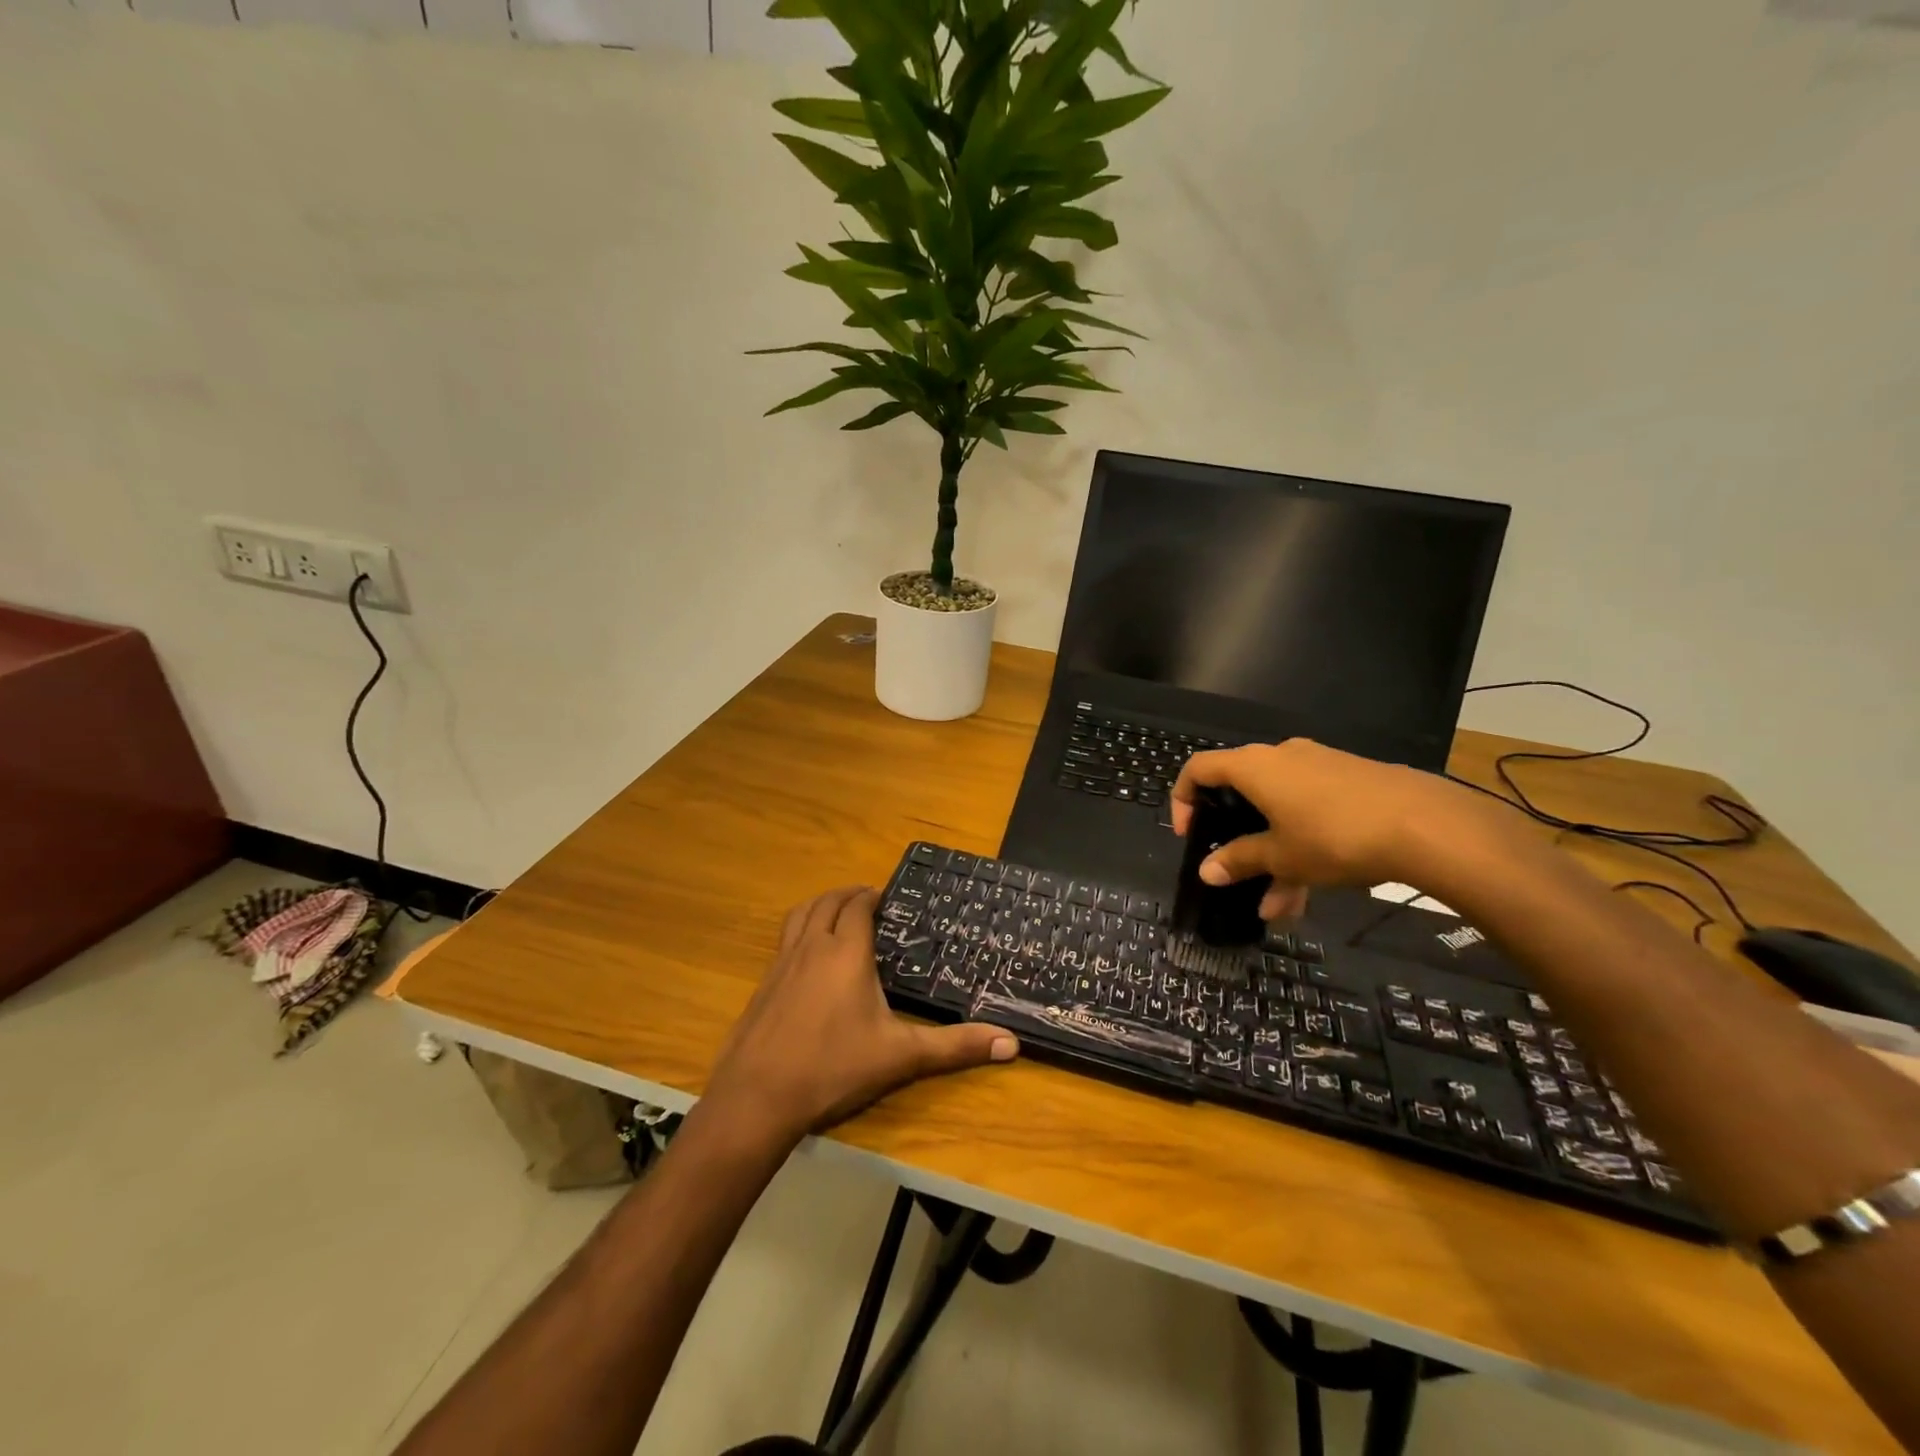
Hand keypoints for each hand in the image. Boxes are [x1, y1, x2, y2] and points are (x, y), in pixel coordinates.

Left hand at [706, 887, 1018, 1142]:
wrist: (758, 1097)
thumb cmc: (834, 1068)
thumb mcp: (901, 1056)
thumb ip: (955, 1046)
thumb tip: (1012, 1043)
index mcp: (846, 952)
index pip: (858, 907)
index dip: (872, 896)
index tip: (887, 897)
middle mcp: (812, 947)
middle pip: (827, 903)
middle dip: (848, 895)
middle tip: (867, 899)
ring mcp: (781, 964)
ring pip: (800, 916)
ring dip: (820, 905)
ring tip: (835, 913)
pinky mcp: (763, 985)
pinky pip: (783, 940)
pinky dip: (799, 931)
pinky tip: (807, 958)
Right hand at [1170, 739, 1468, 917]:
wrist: (1426, 824)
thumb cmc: (1334, 835)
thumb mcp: (1281, 856)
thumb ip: (1239, 860)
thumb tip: (1206, 871)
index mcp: (1254, 766)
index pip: (1199, 768)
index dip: (1183, 799)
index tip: (1189, 835)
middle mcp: (1282, 757)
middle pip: (1242, 793)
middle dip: (1237, 840)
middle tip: (1235, 873)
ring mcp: (1319, 767)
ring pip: (1280, 811)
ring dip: (1274, 855)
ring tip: (1279, 905)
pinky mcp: (1350, 781)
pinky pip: (1310, 811)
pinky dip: (1302, 844)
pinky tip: (1312, 890)